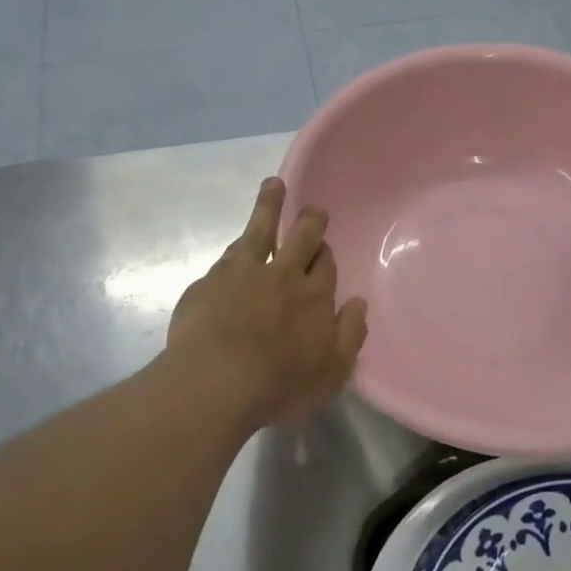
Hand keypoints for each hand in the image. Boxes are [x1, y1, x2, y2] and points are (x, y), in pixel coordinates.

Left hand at [167, 178, 367, 428]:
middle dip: (310, 221)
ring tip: (274, 184)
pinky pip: (231, 252)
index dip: (325, 256)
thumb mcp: (331, 372)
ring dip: (270, 204)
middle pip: (301, 237)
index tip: (324, 252)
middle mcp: (284, 275)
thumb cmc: (280, 385)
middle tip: (313, 212)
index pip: (326, 265)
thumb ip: (350, 335)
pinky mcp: (212, 280)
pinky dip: (240, 242)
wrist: (216, 382)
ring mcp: (244, 273)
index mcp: (315, 297)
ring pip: (261, 228)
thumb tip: (358, 303)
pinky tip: (239, 240)